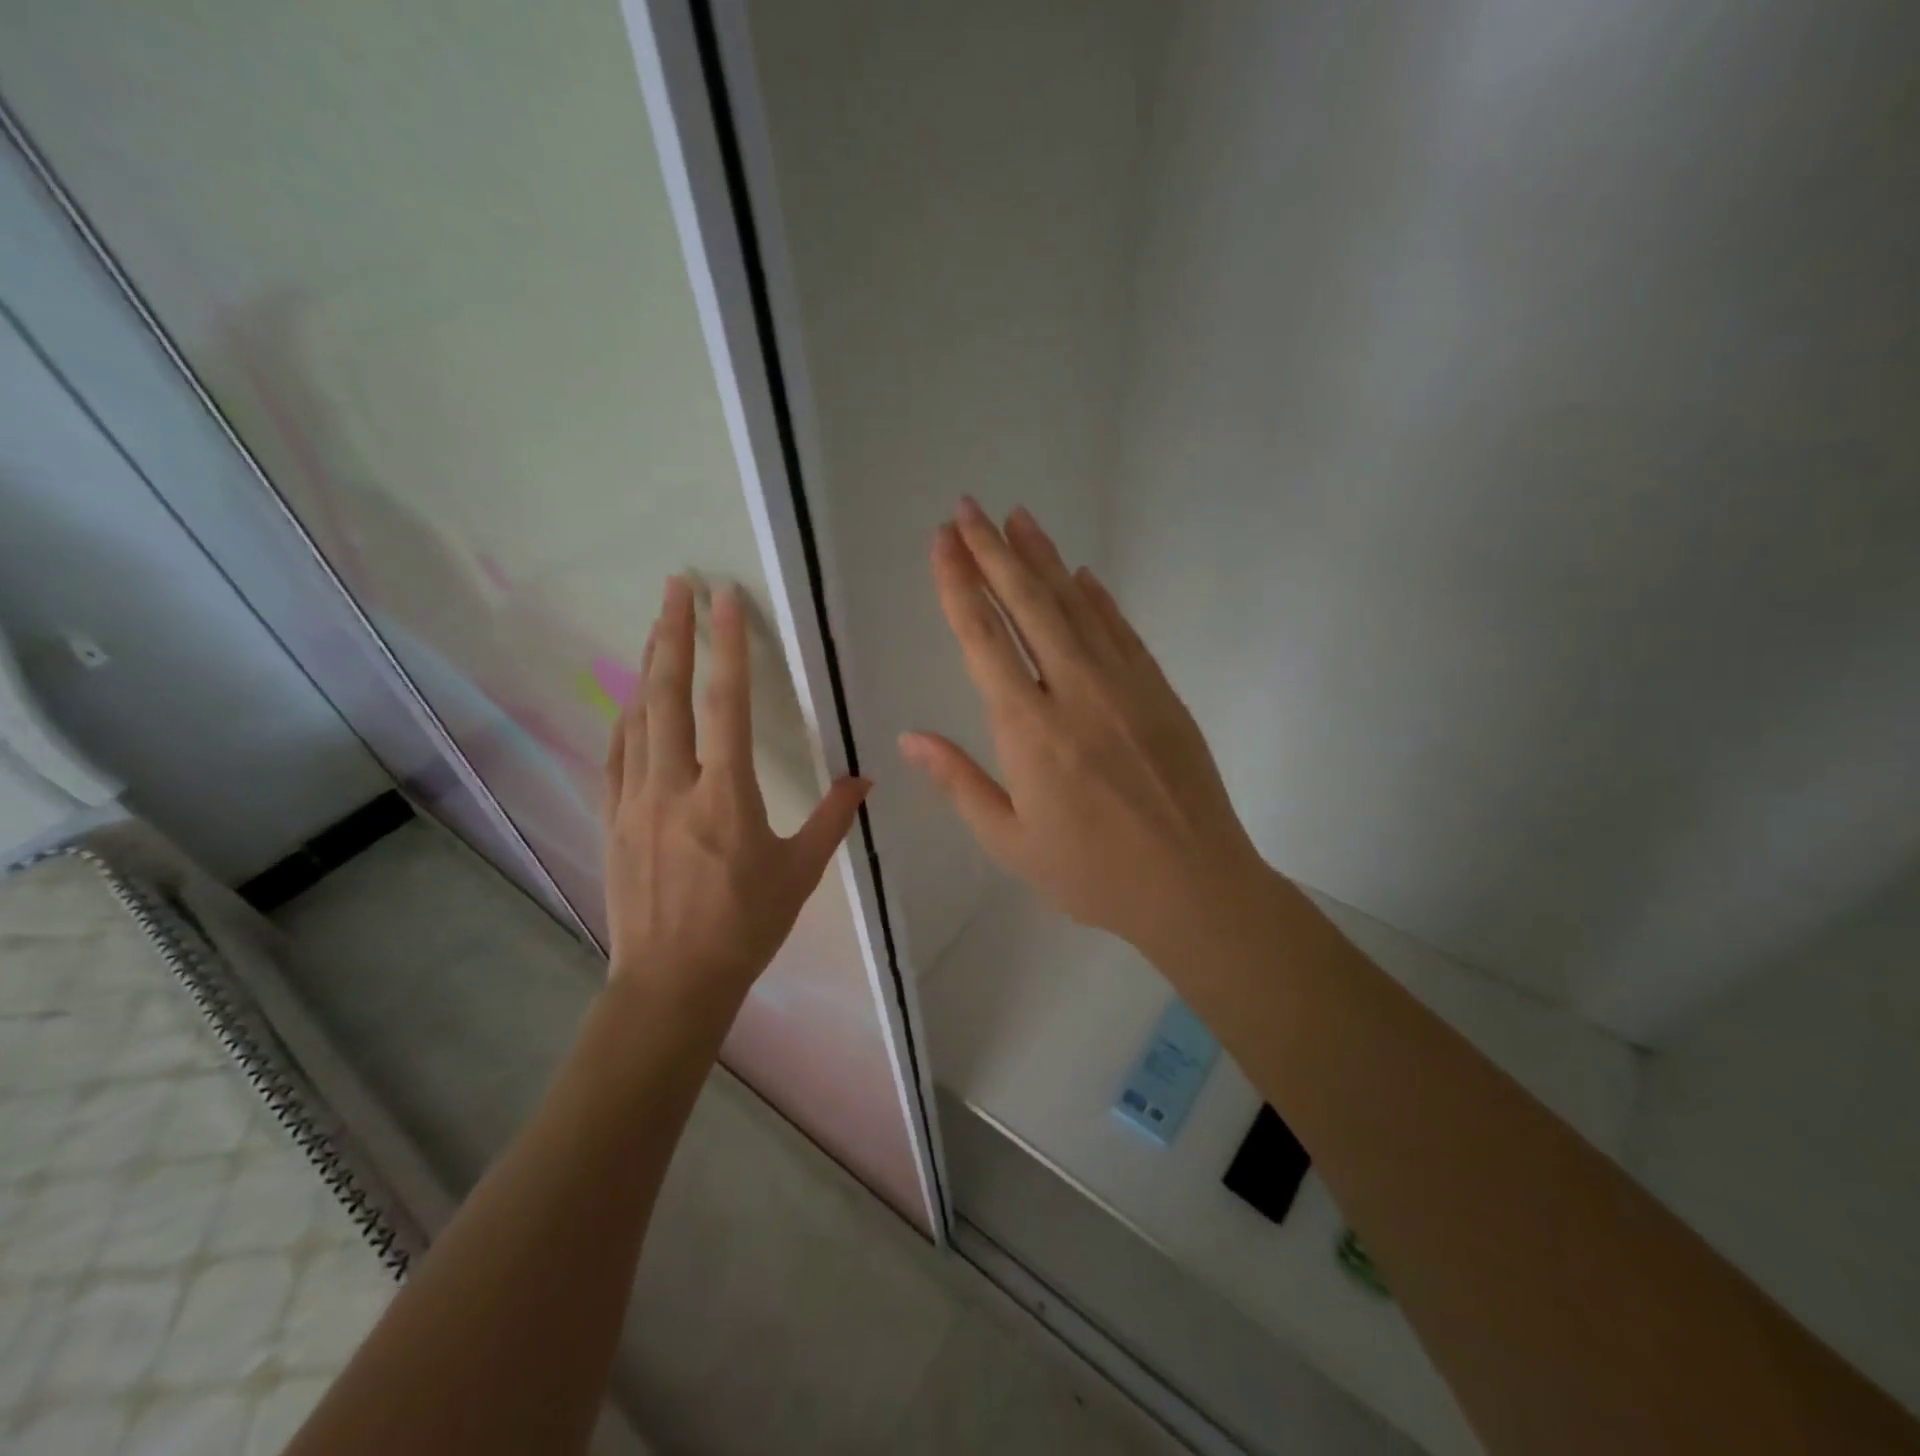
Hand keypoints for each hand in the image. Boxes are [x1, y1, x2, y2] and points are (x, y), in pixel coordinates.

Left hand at [603, 577, 868, 1017]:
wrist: (671, 982)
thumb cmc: (744, 927)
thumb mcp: (800, 873)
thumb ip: (832, 820)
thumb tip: (865, 780)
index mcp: (725, 796)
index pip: (726, 704)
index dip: (727, 646)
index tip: (725, 599)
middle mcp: (673, 786)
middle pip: (669, 694)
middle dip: (673, 633)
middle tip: (676, 585)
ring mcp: (635, 800)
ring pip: (637, 717)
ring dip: (648, 666)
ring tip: (657, 625)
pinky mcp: (612, 818)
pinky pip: (616, 754)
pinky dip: (625, 717)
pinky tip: (630, 699)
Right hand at [899, 498, 1267, 962]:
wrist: (1195, 886)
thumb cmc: (1092, 874)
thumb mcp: (1011, 842)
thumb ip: (960, 783)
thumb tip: (909, 739)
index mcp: (1030, 731)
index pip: (984, 640)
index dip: (959, 586)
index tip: (942, 543)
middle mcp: (1075, 692)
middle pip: (1029, 605)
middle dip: (994, 552)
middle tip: (968, 509)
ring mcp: (1124, 686)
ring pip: (1076, 606)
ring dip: (1043, 558)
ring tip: (1017, 518)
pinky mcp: (1159, 691)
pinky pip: (1121, 630)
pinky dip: (1097, 598)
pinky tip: (1080, 573)